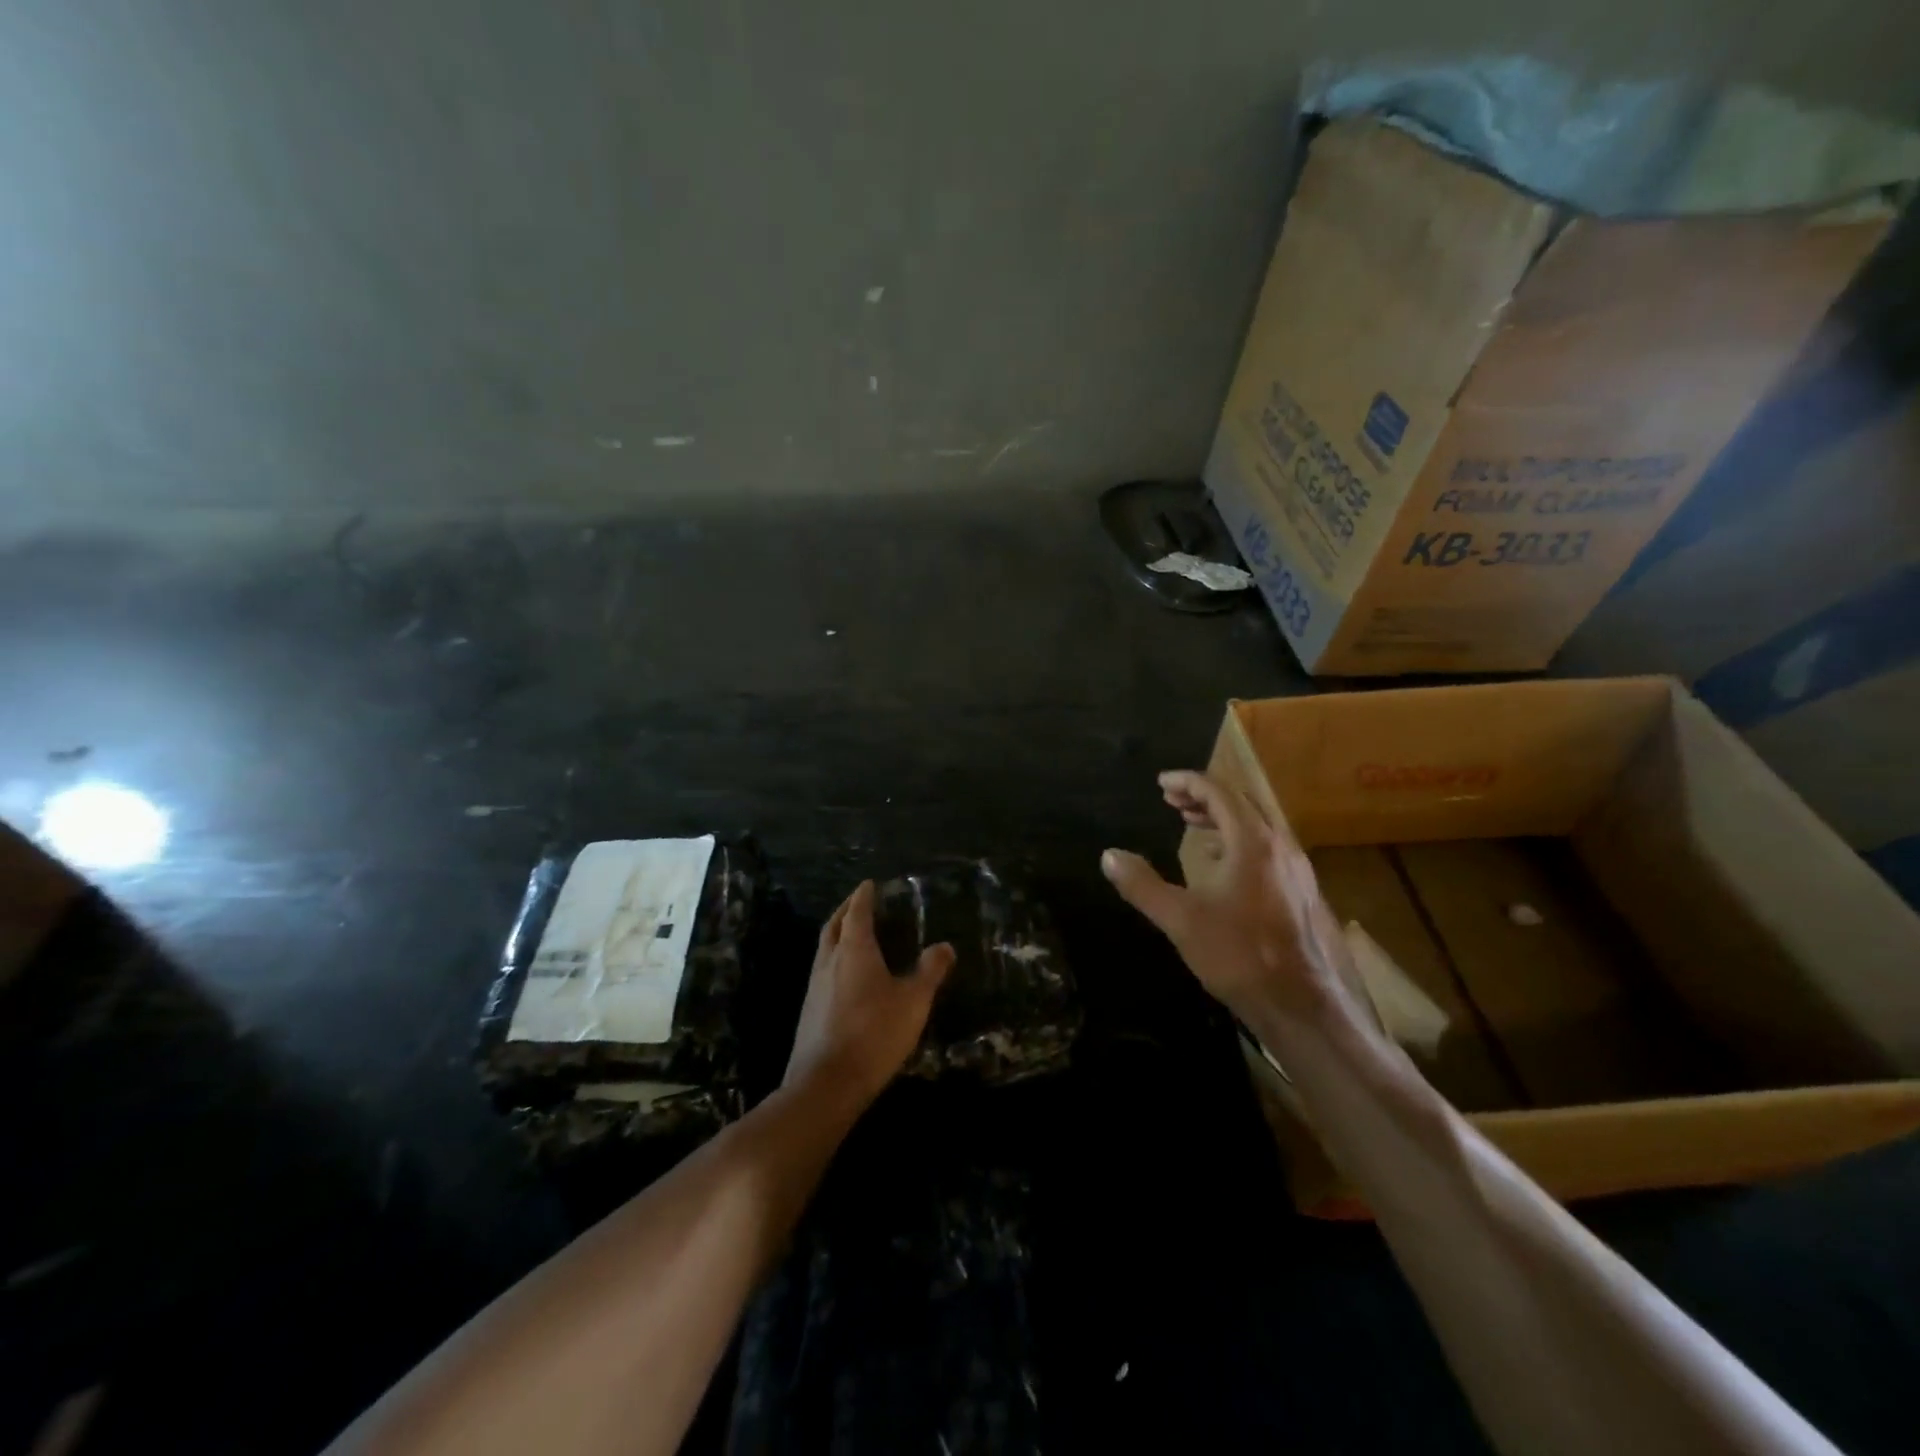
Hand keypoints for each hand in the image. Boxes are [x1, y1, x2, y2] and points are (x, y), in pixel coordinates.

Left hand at [783, 881, 955, 1106]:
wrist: (826, 1082)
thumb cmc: (874, 1033)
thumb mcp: (913, 1001)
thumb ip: (930, 971)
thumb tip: (945, 946)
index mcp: (854, 950)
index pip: (857, 912)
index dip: (863, 896)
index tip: (869, 884)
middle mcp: (829, 961)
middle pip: (834, 925)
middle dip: (846, 910)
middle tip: (858, 902)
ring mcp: (814, 986)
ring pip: (824, 948)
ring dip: (837, 934)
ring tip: (852, 935)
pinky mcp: (809, 1010)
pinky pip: (822, 971)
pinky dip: (834, 959)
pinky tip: (846, 976)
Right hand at [1101, 770, 1372, 1033]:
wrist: (1300, 1004)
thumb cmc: (1238, 955)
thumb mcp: (1180, 919)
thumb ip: (1142, 884)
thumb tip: (1109, 855)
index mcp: (1253, 843)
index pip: (1219, 793)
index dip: (1188, 782)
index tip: (1161, 783)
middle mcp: (1280, 846)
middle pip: (1242, 803)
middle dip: (1204, 796)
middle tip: (1171, 800)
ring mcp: (1296, 869)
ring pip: (1257, 825)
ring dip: (1222, 817)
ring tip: (1191, 823)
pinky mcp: (1301, 891)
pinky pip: (1267, 846)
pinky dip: (1238, 839)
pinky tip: (1221, 862)